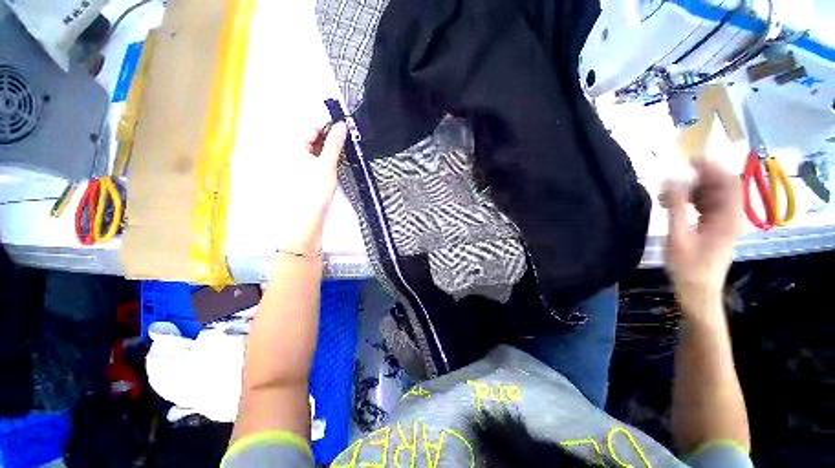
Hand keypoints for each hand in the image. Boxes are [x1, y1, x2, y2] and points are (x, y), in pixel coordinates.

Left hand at [275, 122, 346, 253]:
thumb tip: (342, 127)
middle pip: (312, 135)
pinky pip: (314, 156)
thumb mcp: (327, 165)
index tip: (344, 124)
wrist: (307, 217)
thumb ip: (334, 144)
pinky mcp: (303, 170)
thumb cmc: (313, 193)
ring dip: (328, 145)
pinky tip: (334, 158)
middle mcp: (291, 151)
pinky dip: (325, 155)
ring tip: (343, 147)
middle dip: (330, 134)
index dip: (329, 123)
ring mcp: (297, 161)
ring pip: (314, 146)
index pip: (312, 126)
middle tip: (346, 135)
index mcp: (293, 146)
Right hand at [661, 160, 741, 310]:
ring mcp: (724, 222)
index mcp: (728, 218)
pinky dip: (691, 201)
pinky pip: (707, 205)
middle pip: (720, 187)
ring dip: (691, 191)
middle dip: (697, 180)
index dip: (712, 167)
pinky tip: (674, 205)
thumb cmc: (687, 266)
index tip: (689, 160)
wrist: (697, 289)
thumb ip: (675, 206)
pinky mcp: (715, 227)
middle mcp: (731, 216)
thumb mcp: (678, 236)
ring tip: (667, 197)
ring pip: (712, 195)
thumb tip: (670, 179)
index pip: (728, 182)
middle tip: (672, 182)